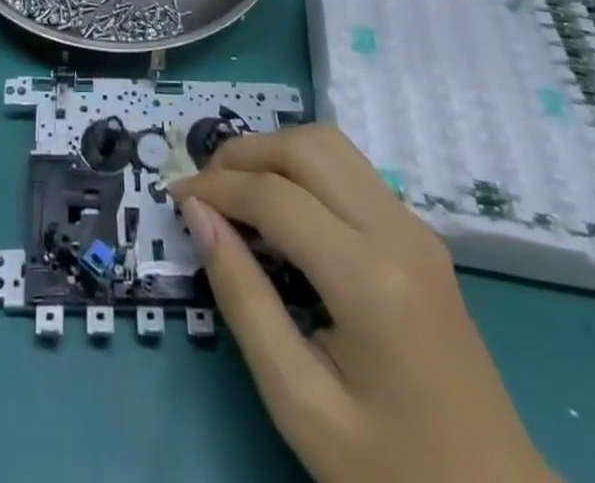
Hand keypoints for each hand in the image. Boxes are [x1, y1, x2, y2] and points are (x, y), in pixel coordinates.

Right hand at [173, 126, 553, 482]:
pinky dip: (304, 167)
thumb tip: (198, 216)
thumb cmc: (391, 472)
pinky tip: (281, 205)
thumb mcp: (301, 404)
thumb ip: (244, 300)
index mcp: (370, 279)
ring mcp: (415, 226)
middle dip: (245, 153)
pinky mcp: (420, 233)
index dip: (217, 188)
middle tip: (204, 188)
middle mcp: (397, 231)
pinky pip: (352, 170)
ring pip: (332, 145)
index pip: (276, 196)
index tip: (175, 197)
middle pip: (308, 146)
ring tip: (235, 189)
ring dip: (276, 151)